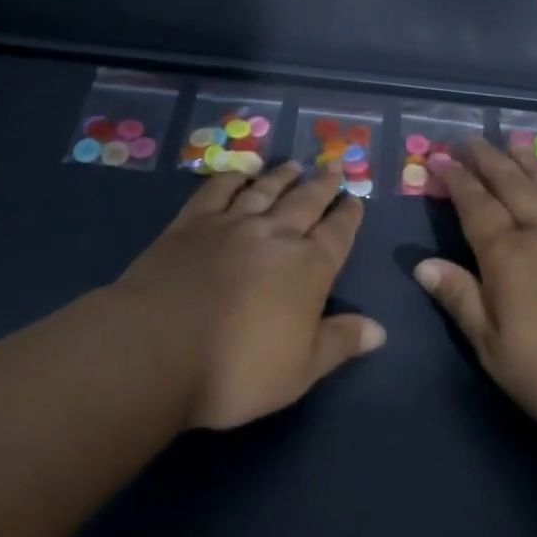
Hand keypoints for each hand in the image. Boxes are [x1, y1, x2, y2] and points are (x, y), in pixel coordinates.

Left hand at [113, 161, 382, 429]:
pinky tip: (239, 174)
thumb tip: (379, 329)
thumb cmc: (236, 370)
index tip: (356, 199)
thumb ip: (340, 343)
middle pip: (306, 202)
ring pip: (265, 190)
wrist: (156, 350)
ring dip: (282, 176)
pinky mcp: (191, 223)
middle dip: (322, 186)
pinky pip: (217, 190)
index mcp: (308, 267)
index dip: (349, 216)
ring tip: (294, 166)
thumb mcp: (300, 371)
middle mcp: (276, 235)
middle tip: (332, 169)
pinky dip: (232, 178)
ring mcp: (231, 223)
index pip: (338, 234)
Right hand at [415, 138, 536, 448]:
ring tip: (515, 142)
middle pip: (512, 185)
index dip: (457, 180)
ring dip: (530, 162)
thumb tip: (422, 264)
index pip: (476, 206)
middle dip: (488, 160)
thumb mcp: (493, 348)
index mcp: (508, 257)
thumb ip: (460, 299)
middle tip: (471, 140)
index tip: (441, 158)